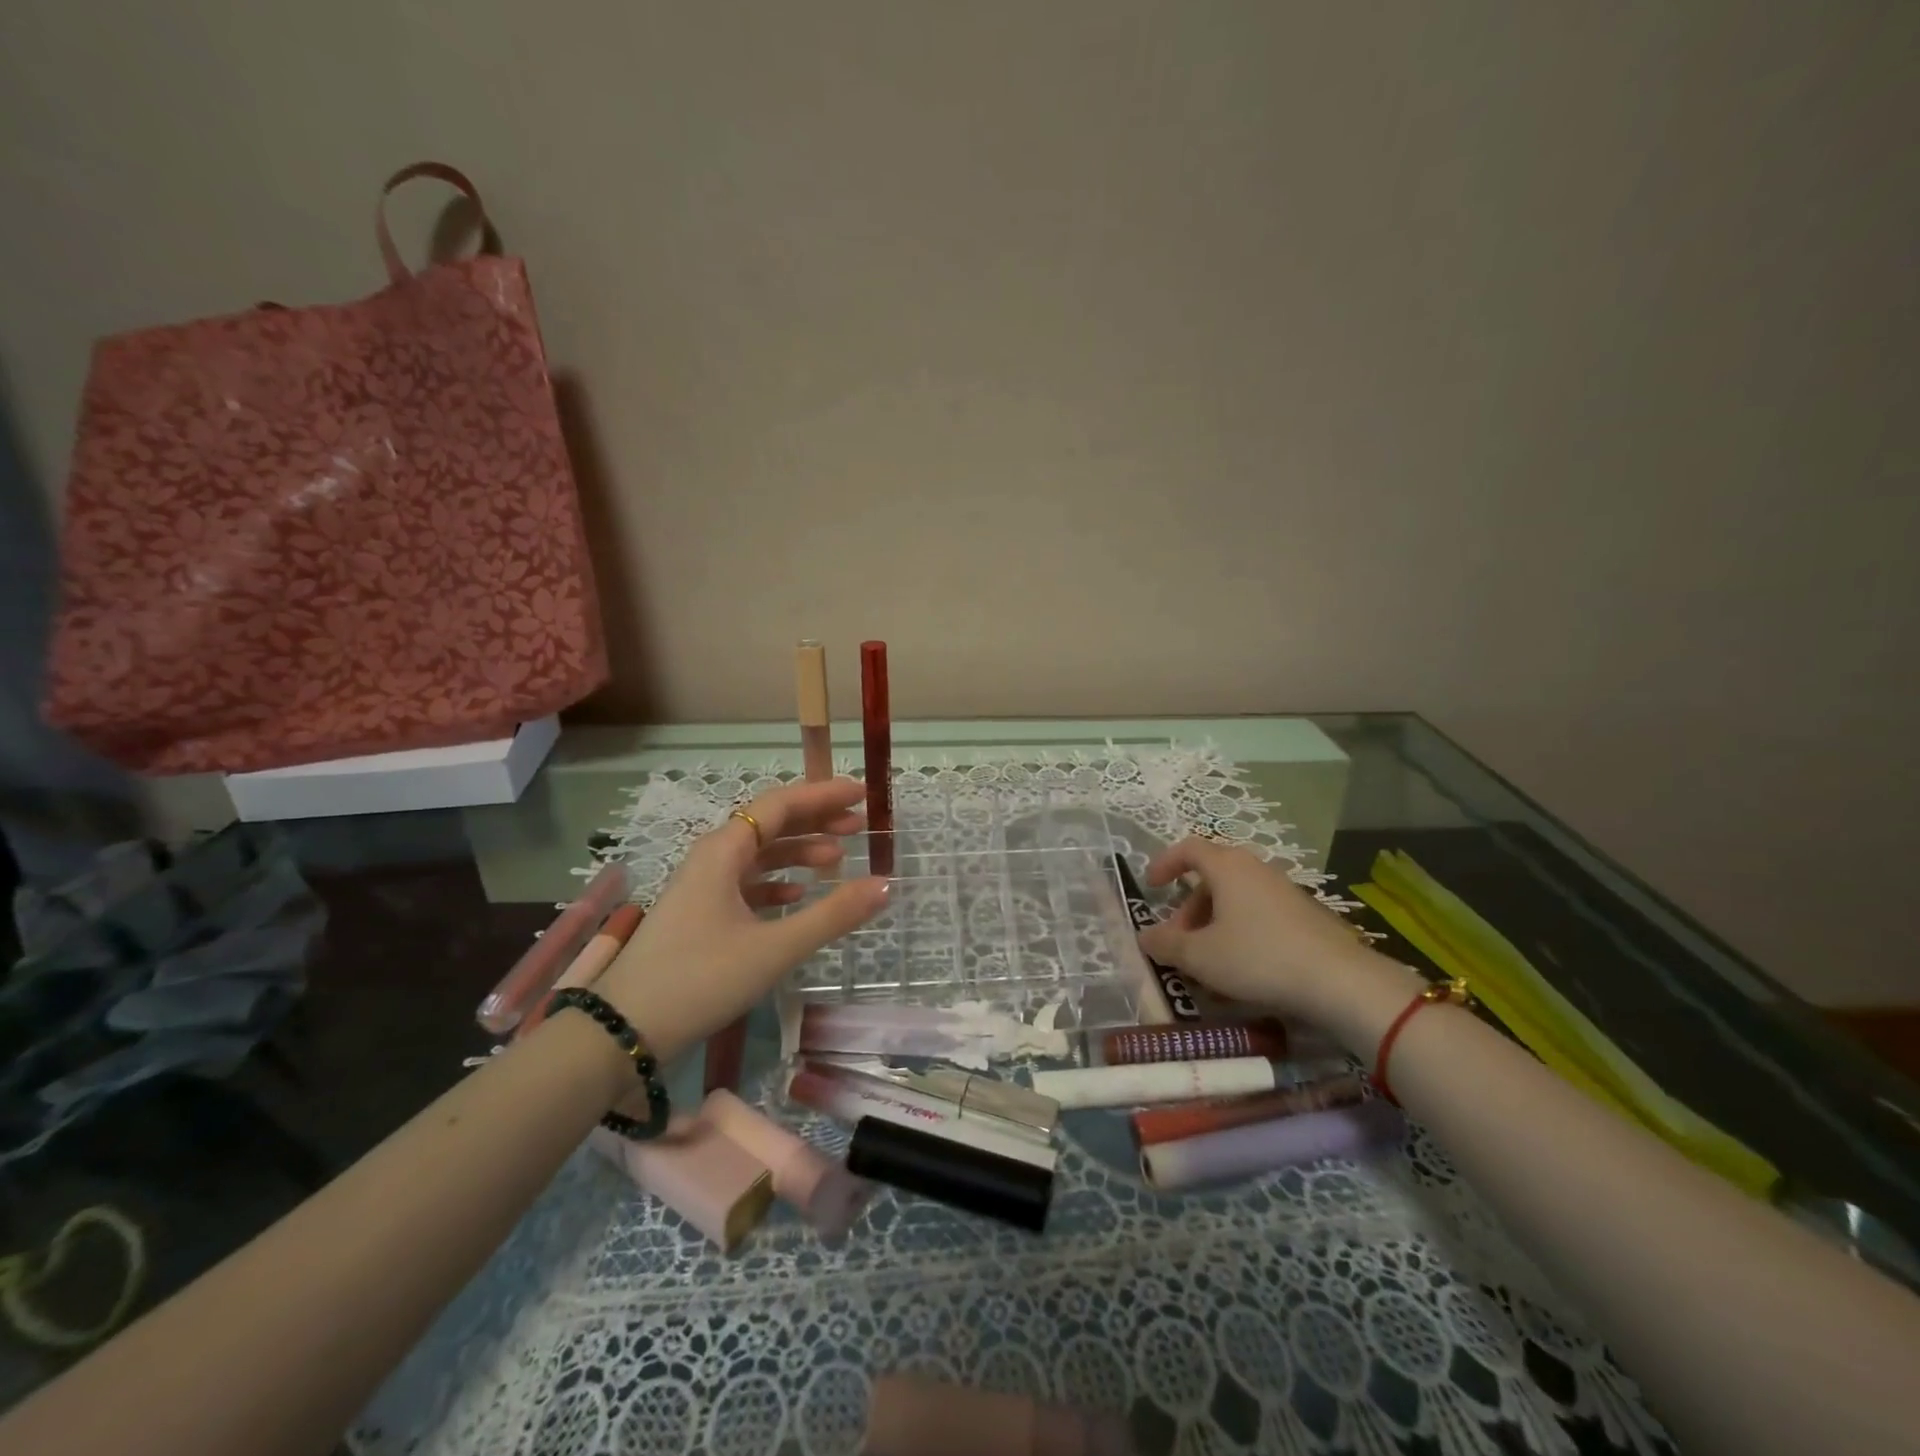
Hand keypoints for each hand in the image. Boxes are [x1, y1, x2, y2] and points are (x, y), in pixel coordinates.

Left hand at [594, 778, 887, 1061]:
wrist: (623, 1030)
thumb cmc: (700, 978)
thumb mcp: (774, 948)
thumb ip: (832, 915)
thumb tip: (886, 885)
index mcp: (724, 850)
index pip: (780, 804)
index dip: (823, 795)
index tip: (862, 794)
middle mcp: (712, 857)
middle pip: (770, 824)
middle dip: (816, 820)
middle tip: (859, 825)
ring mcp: (703, 886)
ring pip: (759, 855)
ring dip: (798, 851)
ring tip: (838, 859)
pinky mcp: (700, 914)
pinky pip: (746, 882)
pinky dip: (777, 882)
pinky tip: (798, 895)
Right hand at [1138, 836, 1399, 1029]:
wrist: (1339, 981)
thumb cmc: (1258, 958)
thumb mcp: (1200, 956)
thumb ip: (1166, 945)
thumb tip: (1145, 937)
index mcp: (1227, 867)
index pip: (1188, 848)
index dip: (1165, 863)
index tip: (1151, 888)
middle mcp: (1255, 870)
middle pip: (1211, 878)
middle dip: (1188, 909)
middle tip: (1178, 941)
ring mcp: (1283, 891)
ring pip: (1235, 899)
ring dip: (1213, 925)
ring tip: (1207, 964)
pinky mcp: (1304, 915)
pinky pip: (1258, 914)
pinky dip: (1239, 933)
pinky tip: (1241, 971)